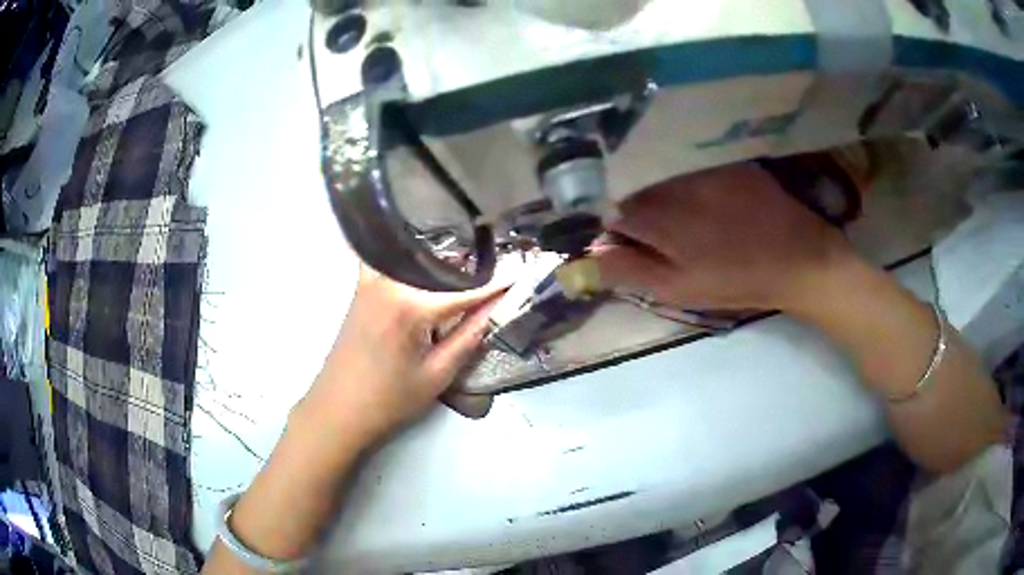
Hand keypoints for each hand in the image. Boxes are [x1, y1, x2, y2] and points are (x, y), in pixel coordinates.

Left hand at [299, 266, 506, 443]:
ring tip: (477, 262)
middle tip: (505, 263)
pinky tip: (435, 266)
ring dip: (448, 258)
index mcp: (409, 303)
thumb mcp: (436, 375)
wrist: (336, 409)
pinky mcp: (362, 283)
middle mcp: (388, 278)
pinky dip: (418, 259)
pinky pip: (396, 260)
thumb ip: (470, 335)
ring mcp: (371, 277)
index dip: (499, 280)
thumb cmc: (388, 400)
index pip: (466, 287)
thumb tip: (498, 306)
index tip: (527, 269)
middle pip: (442, 262)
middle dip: (475, 264)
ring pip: (419, 257)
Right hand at [592, 163, 853, 311]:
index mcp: (658, 216)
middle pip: (638, 192)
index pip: (613, 213)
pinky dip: (693, 186)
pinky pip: (694, 169)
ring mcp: (703, 167)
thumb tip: (585, 258)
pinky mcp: (726, 161)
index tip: (631, 249)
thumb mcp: (678, 289)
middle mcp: (674, 182)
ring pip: (665, 179)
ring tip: (693, 223)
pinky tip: (714, 207)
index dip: (617, 232)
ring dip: (667, 199)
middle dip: (641, 214)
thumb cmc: (736, 281)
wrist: (798, 258)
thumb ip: (628, 270)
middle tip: (666, 239)